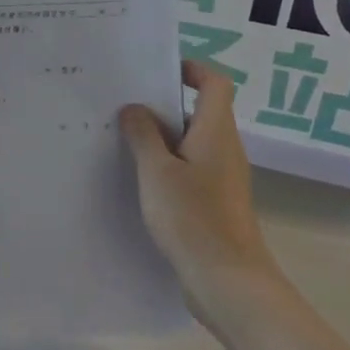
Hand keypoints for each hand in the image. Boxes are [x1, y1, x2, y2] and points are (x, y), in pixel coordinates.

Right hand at [119, 62, 282, 313]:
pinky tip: (137, 177)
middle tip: (124, 104)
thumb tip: (135, 108)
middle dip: (163, 104)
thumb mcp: (157, 171)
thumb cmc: (192, 218)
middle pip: (200, 111)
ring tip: (122, 138)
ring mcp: (222, 177)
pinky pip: (189, 169)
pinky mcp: (214, 202)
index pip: (215, 83)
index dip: (191, 69)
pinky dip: (166, 164)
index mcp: (216, 131)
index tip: (156, 71)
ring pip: (191, 142)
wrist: (228, 280)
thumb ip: (143, 135)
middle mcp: (224, 148)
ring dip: (161, 137)